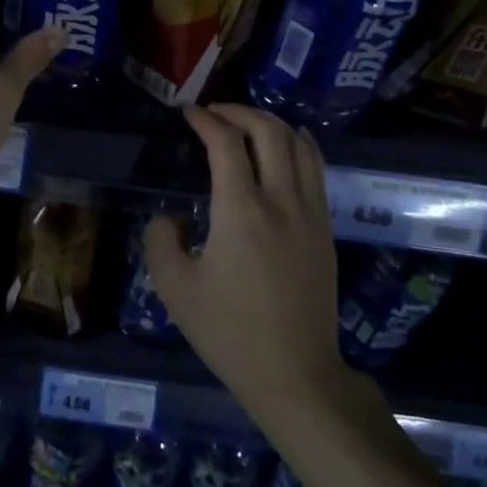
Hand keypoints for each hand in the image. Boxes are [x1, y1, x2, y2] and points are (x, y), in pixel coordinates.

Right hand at [144, 105, 345, 413]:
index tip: (188, 113)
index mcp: (241, 212)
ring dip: (271, 123)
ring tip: (246, 123)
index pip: (226, 143)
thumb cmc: (229, 333)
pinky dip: (298, 145)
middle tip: (214, 112)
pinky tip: (286, 145)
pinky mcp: (326, 229)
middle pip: (269, 131)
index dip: (205, 120)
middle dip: (239, 111)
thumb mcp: (175, 290)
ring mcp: (311, 213)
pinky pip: (316, 169)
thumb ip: (160, 241)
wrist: (295, 374)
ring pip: (299, 145)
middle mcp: (281, 201)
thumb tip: (170, 218)